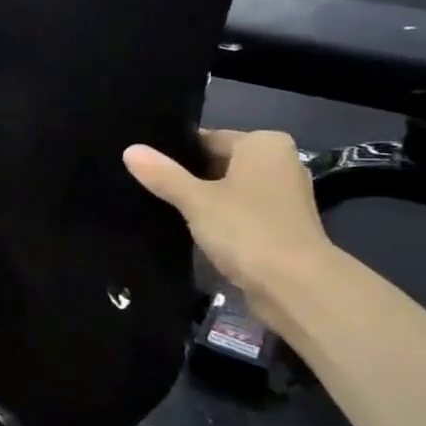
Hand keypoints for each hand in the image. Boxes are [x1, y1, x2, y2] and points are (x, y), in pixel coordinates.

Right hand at [123, 130, 332, 310]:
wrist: (296, 287)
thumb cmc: (247, 229)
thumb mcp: (196, 200)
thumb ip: (163, 175)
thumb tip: (130, 150)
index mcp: (263, 143)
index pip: (208, 139)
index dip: (175, 154)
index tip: (145, 167)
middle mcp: (279, 162)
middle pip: (220, 163)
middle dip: (189, 178)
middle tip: (147, 188)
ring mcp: (284, 196)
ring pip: (230, 190)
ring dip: (204, 202)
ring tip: (163, 209)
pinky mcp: (282, 227)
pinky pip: (241, 213)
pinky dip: (221, 220)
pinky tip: (191, 231)